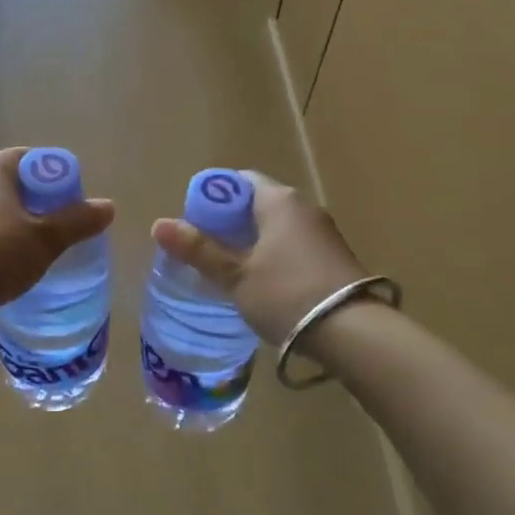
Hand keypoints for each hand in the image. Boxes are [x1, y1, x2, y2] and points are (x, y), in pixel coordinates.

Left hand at [0, 148, 114, 322]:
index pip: (35, 160)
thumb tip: (109, 207)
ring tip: (29, 253)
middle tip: (56, 233)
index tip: (71, 210)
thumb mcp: (46, 239)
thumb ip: (78, 221)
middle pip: (13, 183)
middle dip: (37, 204)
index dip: (59, 182)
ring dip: (12, 223)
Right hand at [150, 172, 365, 344]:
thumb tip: (158, 224)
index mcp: (278, 200)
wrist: (355, 333)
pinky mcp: (334, 257)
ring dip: (251, 242)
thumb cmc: (287, 294)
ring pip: (275, 226)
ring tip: (229, 271)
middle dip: (228, 223)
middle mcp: (303, 207)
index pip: (237, 181)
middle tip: (205, 251)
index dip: (212, 198)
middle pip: (256, 203)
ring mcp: (323, 232)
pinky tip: (262, 284)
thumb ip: (198, 250)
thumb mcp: (236, 275)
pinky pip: (293, 245)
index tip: (194, 225)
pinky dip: (273, 256)